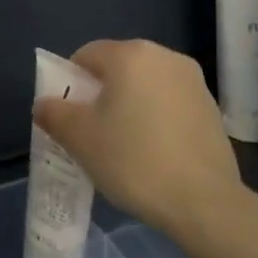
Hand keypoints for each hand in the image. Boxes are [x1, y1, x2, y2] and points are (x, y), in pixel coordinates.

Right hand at [32, 39, 241, 246]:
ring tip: (123, 146)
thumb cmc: (133, 160)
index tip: (68, 116)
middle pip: (118, 68)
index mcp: (130, 55)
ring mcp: (194, 82)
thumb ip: (54, 113)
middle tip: (91, 133)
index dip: (69, 83)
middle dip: (100, 94)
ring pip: (146, 86)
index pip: (86, 55)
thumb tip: (45, 104)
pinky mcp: (212, 108)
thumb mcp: (79, 138)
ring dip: (129, 106)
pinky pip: (170, 104)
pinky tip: (153, 153)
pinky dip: (156, 120)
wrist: (204, 202)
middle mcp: (165, 57)